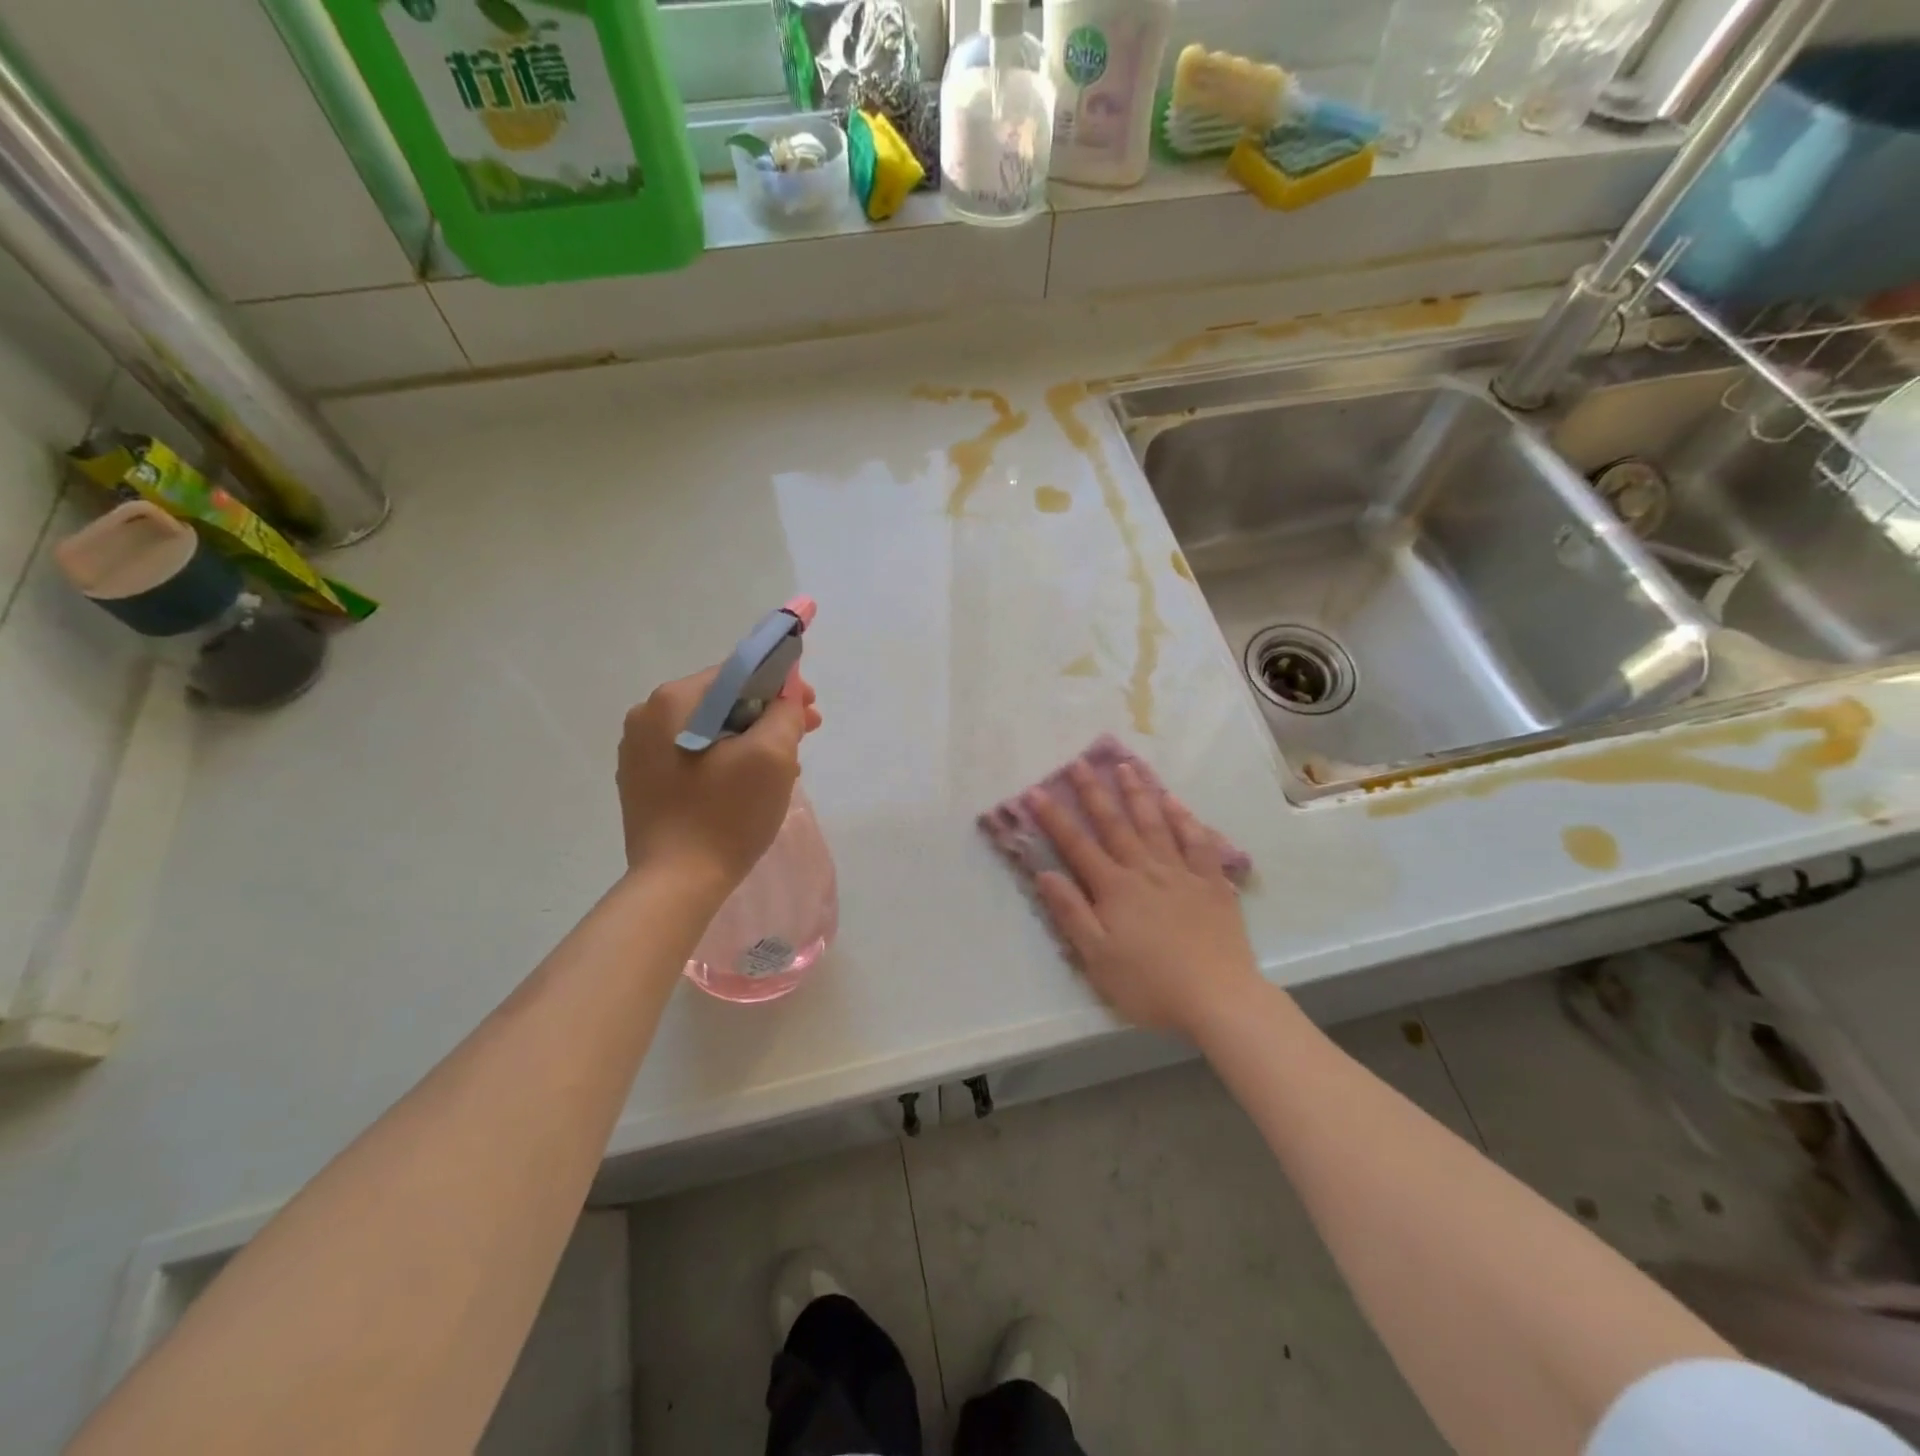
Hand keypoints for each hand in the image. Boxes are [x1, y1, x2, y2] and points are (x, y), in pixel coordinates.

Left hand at [617, 667, 822, 896]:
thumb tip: (786, 698)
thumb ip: (785, 713)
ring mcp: (638, 752)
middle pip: (723, 702)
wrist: (676, 883)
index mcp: (671, 701)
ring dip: (749, 741)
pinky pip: (694, 756)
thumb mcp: (771, 756)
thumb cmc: (726, 814)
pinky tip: (748, 785)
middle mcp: (646, 717)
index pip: (737, 674)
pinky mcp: (642, 782)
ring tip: (782, 768)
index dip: (780, 686)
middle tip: (803, 739)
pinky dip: (725, 761)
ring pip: (710, 730)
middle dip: (767, 717)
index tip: (810, 710)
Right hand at [1028, 761, 1259, 1037]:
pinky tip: (1175, 802)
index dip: (1054, 818)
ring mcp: (1181, 873)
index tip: (1035, 792)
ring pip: (1155, 823)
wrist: (1218, 998)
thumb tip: (1045, 873)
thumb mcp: (1098, 958)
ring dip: (1138, 793)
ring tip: (1125, 766)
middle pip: (1115, 824)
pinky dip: (1185, 819)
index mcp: (1114, 889)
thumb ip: (1072, 913)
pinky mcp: (1212, 883)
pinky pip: (1197, 841)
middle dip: (1094, 792)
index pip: (1076, 846)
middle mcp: (1145, 870)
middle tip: (1079, 762)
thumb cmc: (1150, 985)